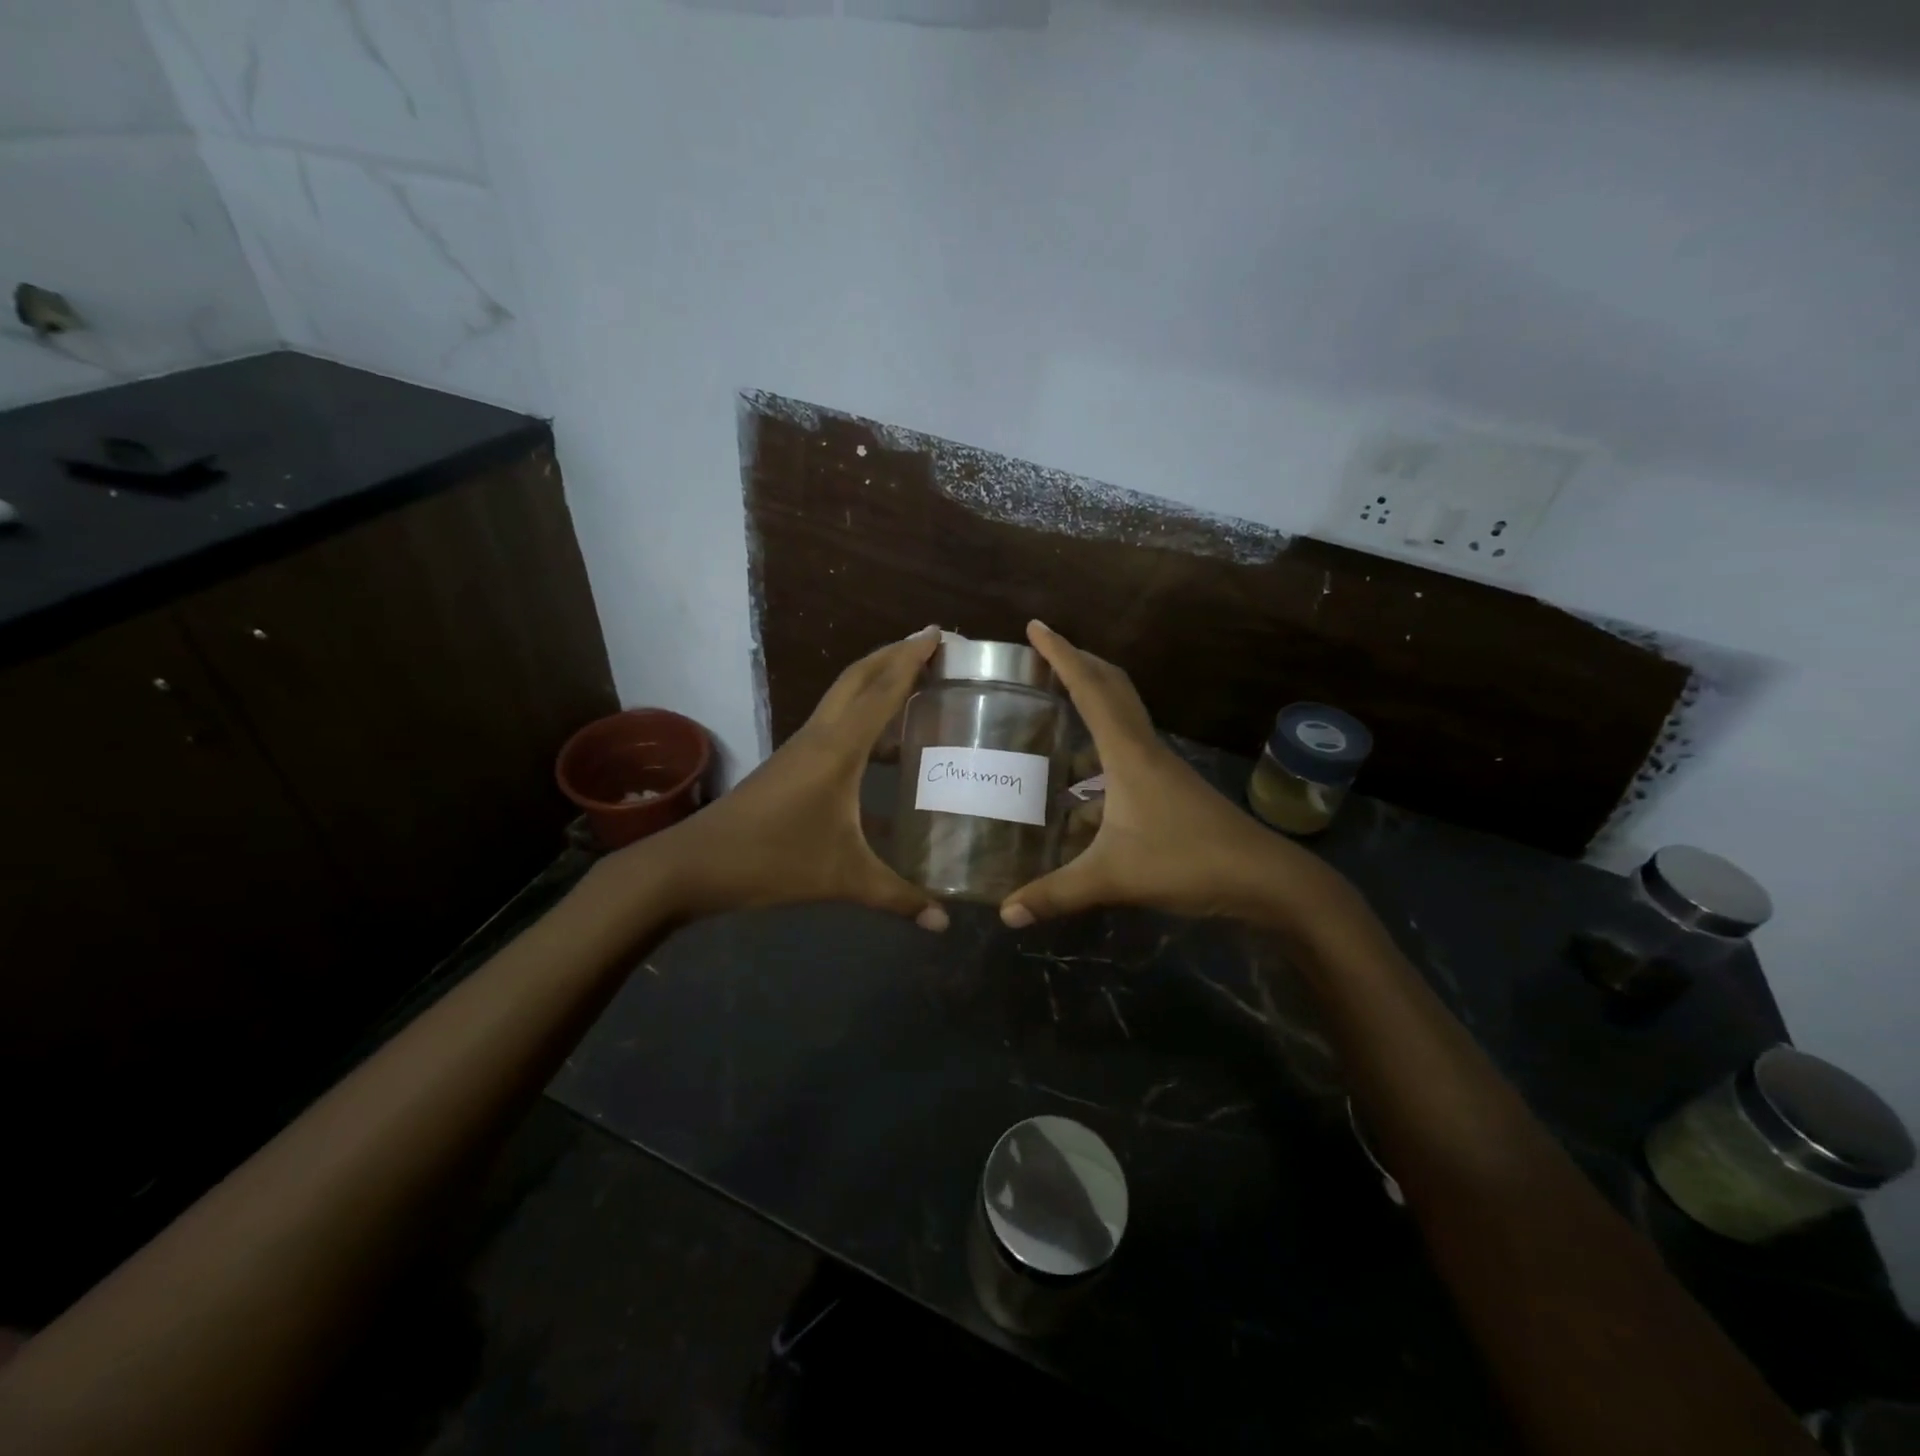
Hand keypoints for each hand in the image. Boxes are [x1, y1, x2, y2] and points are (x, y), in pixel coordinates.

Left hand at [618, 627, 950, 930]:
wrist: (693, 865)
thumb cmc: (771, 860)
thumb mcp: (842, 879)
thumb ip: (897, 898)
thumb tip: (943, 924)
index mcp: (838, 749)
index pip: (882, 690)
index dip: (912, 659)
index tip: (939, 633)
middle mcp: (820, 736)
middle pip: (858, 678)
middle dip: (894, 655)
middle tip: (931, 644)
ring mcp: (801, 749)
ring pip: (843, 699)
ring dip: (876, 683)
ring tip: (915, 685)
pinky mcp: (790, 766)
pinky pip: (835, 726)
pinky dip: (863, 720)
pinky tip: (883, 751)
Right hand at [1000, 622, 1347, 931]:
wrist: (1265, 880)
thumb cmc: (1188, 863)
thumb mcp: (1114, 878)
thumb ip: (1056, 895)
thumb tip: (1005, 914)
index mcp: (1129, 753)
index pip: (1090, 689)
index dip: (1061, 655)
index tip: (1035, 626)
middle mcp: (1145, 750)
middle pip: (1112, 689)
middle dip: (1078, 664)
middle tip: (1043, 655)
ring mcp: (1161, 770)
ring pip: (1122, 721)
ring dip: (1091, 705)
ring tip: (1053, 715)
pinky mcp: (1169, 791)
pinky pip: (1126, 754)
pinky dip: (1100, 752)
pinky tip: (1079, 787)